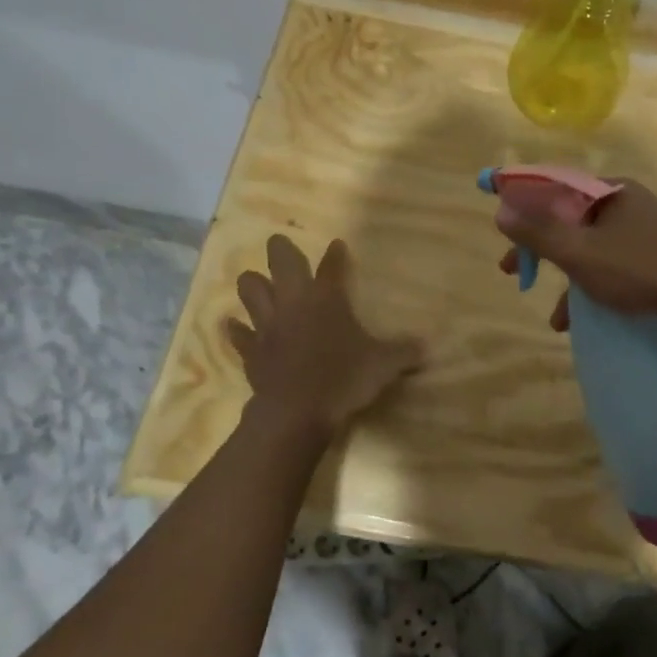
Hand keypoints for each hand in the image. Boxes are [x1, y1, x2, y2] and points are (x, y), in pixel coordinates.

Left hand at [227, 235, 423, 442]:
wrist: (297, 412)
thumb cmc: (343, 378)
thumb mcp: (384, 365)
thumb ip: (403, 352)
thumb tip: (425, 347)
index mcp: (327, 298)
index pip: (332, 267)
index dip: (335, 255)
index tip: (336, 245)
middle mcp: (294, 303)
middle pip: (281, 264)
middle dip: (280, 250)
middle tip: (279, 244)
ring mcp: (268, 326)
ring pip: (251, 291)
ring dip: (252, 285)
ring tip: (254, 281)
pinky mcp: (251, 351)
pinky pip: (238, 335)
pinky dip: (236, 329)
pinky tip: (232, 325)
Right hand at [494, 180, 656, 331]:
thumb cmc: (642, 270)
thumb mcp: (581, 253)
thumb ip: (538, 233)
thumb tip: (501, 210)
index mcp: (609, 191)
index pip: (554, 187)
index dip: (522, 206)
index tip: (502, 231)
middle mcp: (628, 204)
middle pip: (571, 220)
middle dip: (540, 250)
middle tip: (513, 272)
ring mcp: (647, 230)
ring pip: (593, 248)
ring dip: (567, 278)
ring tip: (555, 316)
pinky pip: (615, 265)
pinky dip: (594, 287)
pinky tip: (585, 320)